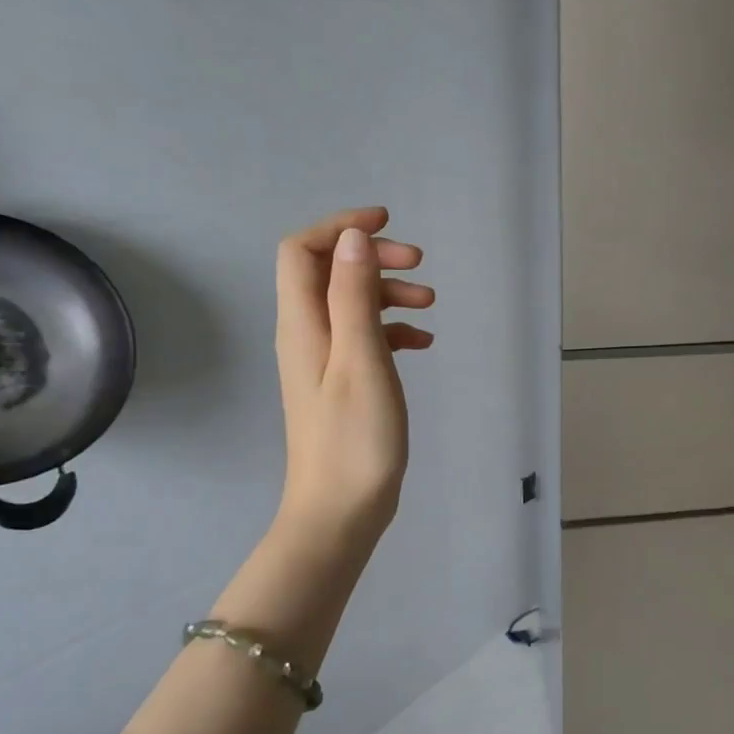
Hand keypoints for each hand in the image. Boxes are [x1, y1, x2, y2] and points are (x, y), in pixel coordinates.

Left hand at [274, 207, 434, 538]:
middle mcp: (306, 335)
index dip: (340, 226)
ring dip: (388, 293)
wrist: (341, 510)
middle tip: (420, 265)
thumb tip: (353, 238)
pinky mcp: (343, 383)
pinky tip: (423, 342)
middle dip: (373, 257)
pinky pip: (364, 337)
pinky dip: (393, 329)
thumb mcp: (361, 360)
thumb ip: (354, 297)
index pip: (303, 250)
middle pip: (329, 271)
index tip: (388, 223)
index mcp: (303, 324)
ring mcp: (324, 360)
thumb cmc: (355, 438)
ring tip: (431, 304)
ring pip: (351, 304)